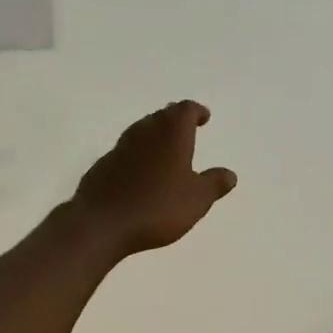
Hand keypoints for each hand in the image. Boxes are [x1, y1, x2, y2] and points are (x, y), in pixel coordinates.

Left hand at [72, 101, 237, 256]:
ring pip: (141, 132)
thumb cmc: (157, 207)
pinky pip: (126, 153)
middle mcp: (144, 131)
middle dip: (175, 121)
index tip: (203, 117)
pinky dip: (138, 156)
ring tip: (166, 151)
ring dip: (155, 136)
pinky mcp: (103, 166)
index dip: (196, 112)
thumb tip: (230, 174)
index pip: (185, 110)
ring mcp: (120, 147)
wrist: (102, 222)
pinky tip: (142, 174)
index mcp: (171, 132)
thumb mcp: (196, 200)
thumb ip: (213, 184)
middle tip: (186, 130)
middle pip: (161, 116)